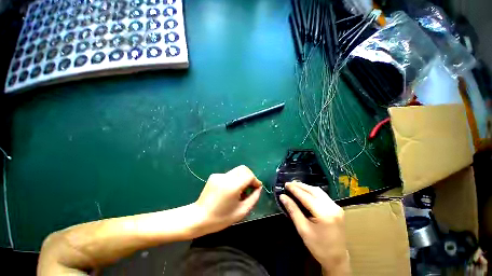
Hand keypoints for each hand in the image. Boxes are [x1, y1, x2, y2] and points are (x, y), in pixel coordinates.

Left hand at [194, 165, 261, 234]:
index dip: (255, 180)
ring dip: (242, 178)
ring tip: (240, 191)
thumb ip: (253, 198)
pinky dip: (234, 179)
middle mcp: (225, 177)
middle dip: (250, 176)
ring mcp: (219, 175)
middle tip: (250, 188)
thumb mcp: (241, 211)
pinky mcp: (214, 175)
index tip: (257, 188)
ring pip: (237, 171)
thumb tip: (259, 188)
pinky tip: (230, 190)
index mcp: (232, 186)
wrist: (198, 217)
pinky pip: (229, 174)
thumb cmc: (221, 218)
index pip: (249, 175)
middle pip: (243, 169)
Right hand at [280, 182, 349, 275]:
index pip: (306, 196)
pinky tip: (305, 192)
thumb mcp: (303, 229)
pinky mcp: (337, 208)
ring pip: (319, 191)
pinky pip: (323, 195)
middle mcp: (332, 207)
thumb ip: (293, 210)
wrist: (337, 258)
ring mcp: (336, 207)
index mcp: (324, 214)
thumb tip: (282, 197)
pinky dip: (312, 192)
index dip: (295, 189)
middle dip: (300, 186)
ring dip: (306, 187)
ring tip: (295, 186)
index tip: (285, 184)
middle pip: (313, 191)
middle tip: (289, 184)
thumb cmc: (318, 246)